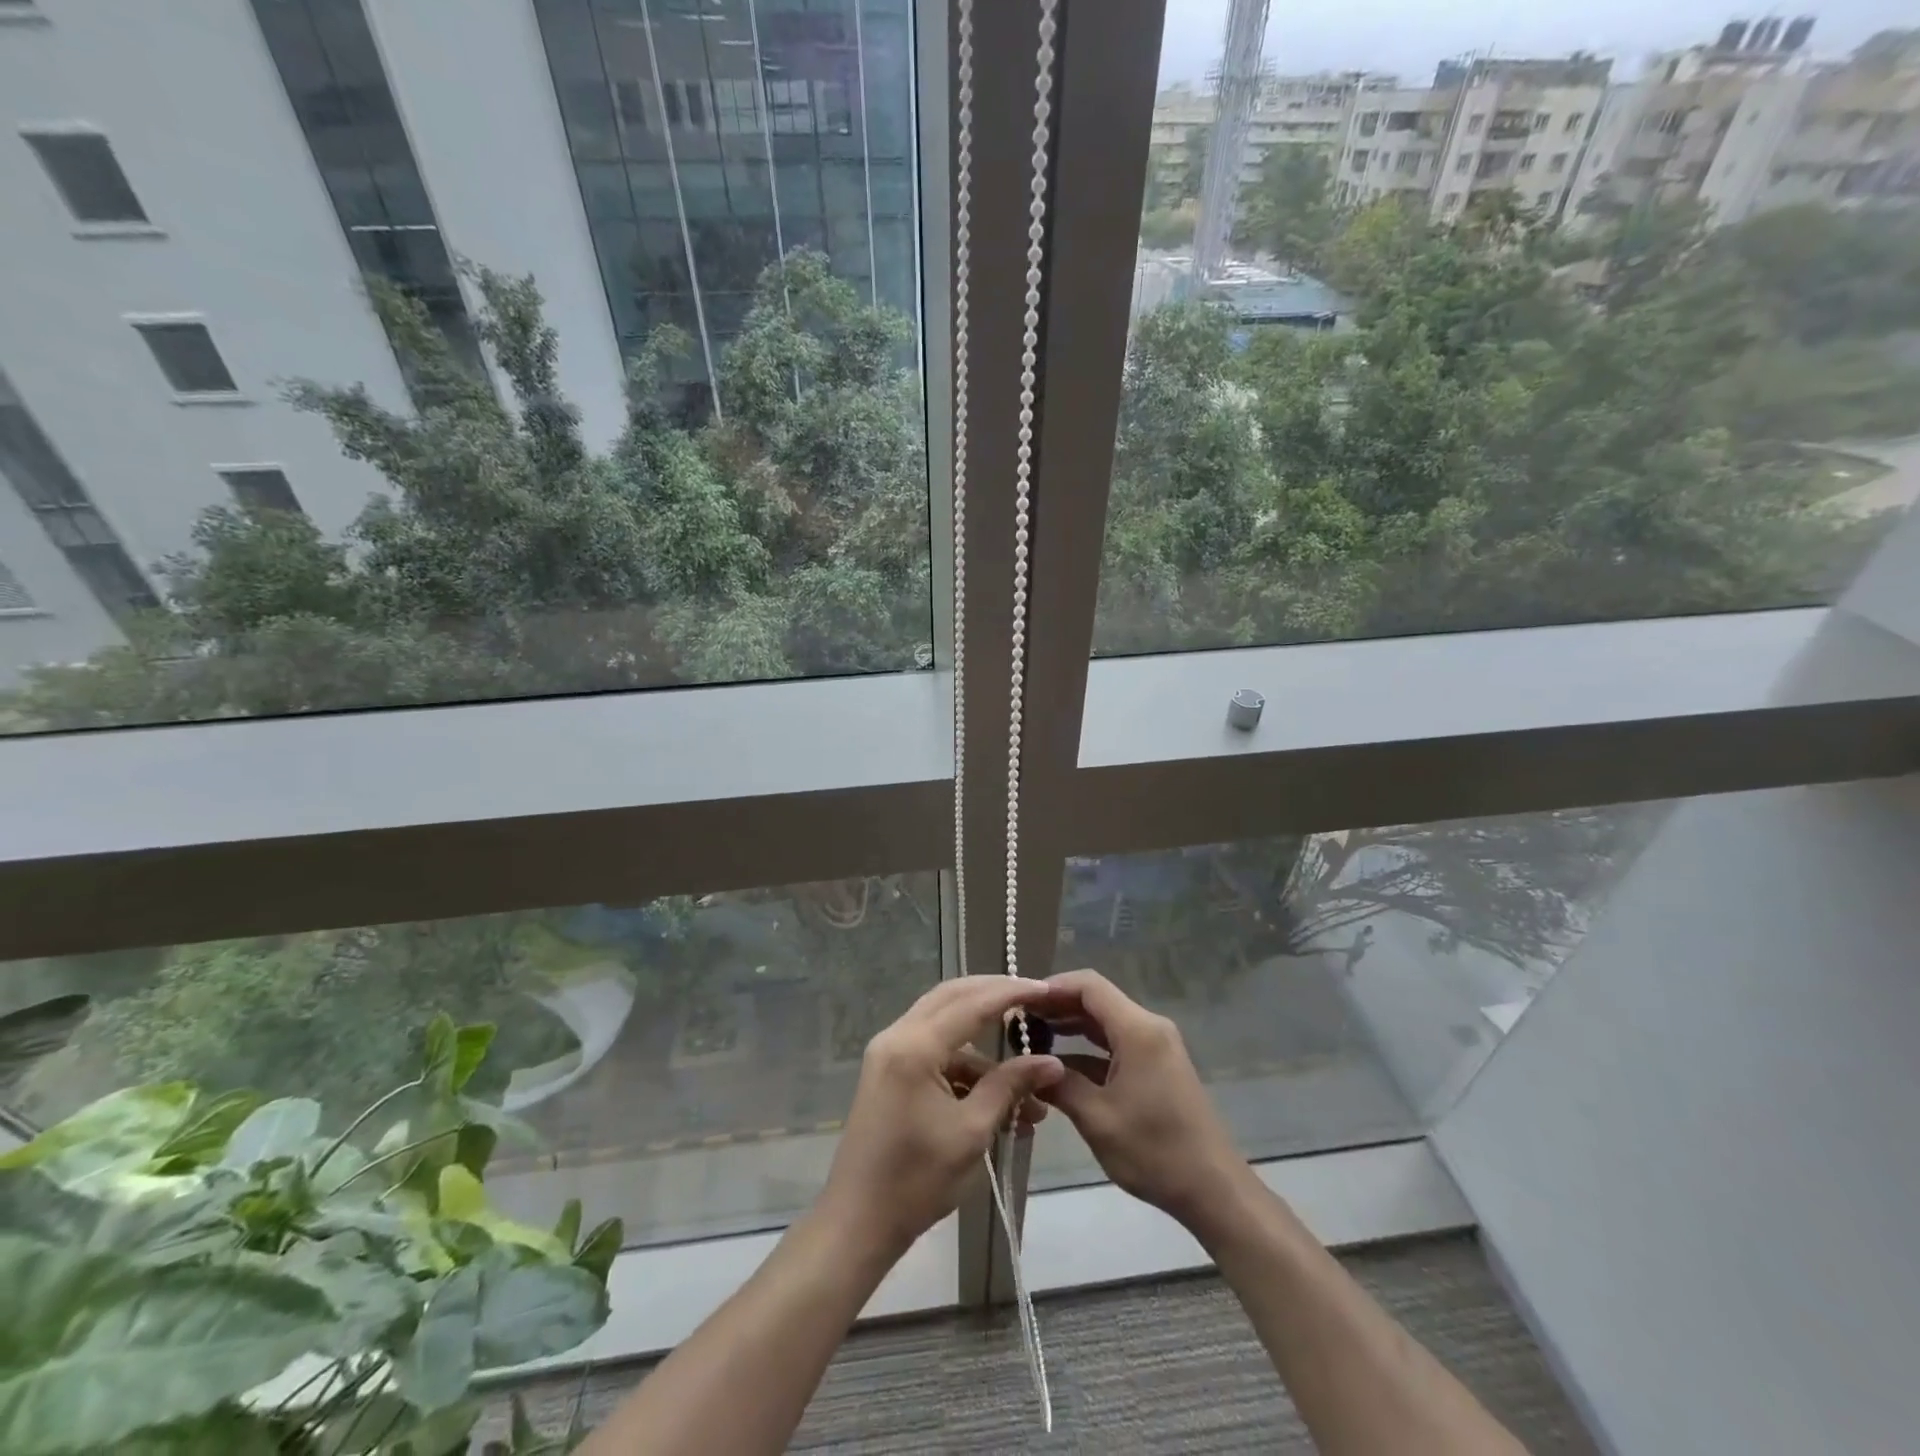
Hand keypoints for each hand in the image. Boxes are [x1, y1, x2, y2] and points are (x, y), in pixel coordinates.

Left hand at [820, 976, 1064, 1257]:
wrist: (858, 1222)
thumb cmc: (916, 1181)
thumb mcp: (972, 1132)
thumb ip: (1010, 1087)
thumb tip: (1052, 1063)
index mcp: (915, 1046)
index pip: (972, 1003)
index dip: (1011, 992)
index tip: (1046, 988)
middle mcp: (897, 1035)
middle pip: (953, 997)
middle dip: (995, 995)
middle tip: (1034, 999)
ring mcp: (889, 1051)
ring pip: (944, 1022)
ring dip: (984, 1041)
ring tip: (1028, 1075)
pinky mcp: (889, 1069)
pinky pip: (933, 1048)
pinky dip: (965, 1063)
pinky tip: (998, 1094)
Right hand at [1036, 969, 1248, 1228]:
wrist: (1213, 1190)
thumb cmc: (1155, 1152)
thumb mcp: (1097, 1119)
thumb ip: (1059, 1085)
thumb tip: (1028, 1065)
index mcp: (1138, 1030)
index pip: (1089, 985)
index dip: (1052, 987)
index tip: (1020, 1001)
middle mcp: (1148, 1027)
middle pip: (1096, 1000)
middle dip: (1056, 1006)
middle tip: (1018, 1021)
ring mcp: (1155, 1046)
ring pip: (1104, 1022)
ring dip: (1070, 1027)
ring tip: (1031, 1039)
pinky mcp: (1156, 1066)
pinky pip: (1115, 1043)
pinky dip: (1087, 1049)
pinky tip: (1059, 1065)